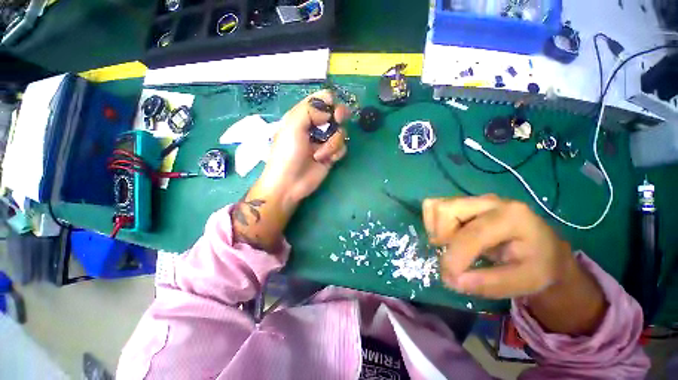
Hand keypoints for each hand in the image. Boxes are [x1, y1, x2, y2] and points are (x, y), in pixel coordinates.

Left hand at [257, 90, 350, 207]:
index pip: (321, 100)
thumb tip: (328, 112)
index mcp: (303, 116)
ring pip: (341, 133)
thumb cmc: (287, 154)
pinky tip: (327, 160)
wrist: (289, 184)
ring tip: (319, 155)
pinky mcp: (330, 155)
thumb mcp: (292, 127)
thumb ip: (309, 110)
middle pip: (335, 113)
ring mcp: (324, 142)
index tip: (332, 109)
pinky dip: (336, 153)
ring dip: (332, 143)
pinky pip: (342, 148)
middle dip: (338, 117)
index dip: (330, 101)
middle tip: (338, 120)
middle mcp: (315, 127)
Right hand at [423, 195, 572, 298]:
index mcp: (512, 217)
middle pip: (445, 210)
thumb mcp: (526, 281)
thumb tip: (452, 280)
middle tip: (453, 257)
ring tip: (451, 246)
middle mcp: (488, 201)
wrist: (542, 246)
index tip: (450, 279)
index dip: (455, 256)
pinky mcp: (462, 203)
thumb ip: (490, 283)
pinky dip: (433, 224)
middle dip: (441, 236)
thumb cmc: (538, 264)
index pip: (472, 233)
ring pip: (435, 207)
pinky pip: (433, 208)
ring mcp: (472, 200)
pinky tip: (448, 237)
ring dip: (435, 230)